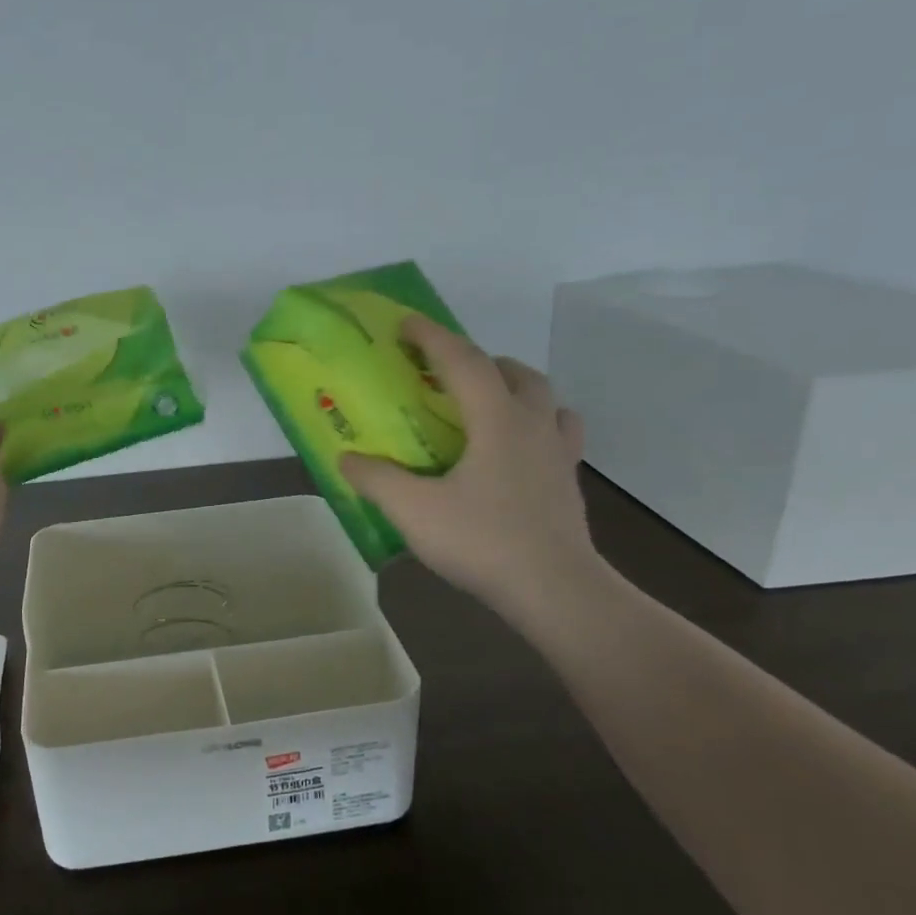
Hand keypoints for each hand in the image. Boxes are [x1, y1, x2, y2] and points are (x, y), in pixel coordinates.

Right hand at [339, 316, 601, 623]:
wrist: (556, 590)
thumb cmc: (484, 542)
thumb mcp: (414, 512)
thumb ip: (377, 480)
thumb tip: (347, 458)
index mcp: (496, 420)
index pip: (463, 361)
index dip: (432, 337)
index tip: (407, 324)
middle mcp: (533, 424)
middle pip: (515, 372)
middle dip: (480, 361)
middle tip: (447, 375)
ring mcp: (558, 453)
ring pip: (545, 399)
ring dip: (516, 388)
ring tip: (488, 406)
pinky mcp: (569, 482)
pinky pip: (559, 434)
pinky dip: (538, 425)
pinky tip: (519, 451)